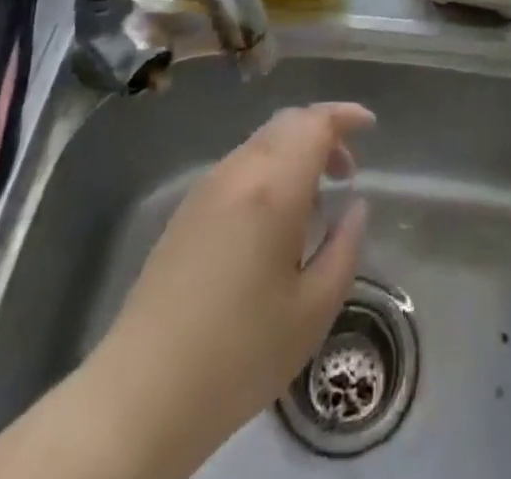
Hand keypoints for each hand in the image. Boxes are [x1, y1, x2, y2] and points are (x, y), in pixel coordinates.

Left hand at [83, 103, 373, 478]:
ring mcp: (207, 188)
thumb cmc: (239, 354)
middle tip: (347, 171)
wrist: (140, 394)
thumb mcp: (312, 311)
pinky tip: (275, 219)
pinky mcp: (186, 210)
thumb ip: (344, 249)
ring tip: (314, 199)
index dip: (345, 115)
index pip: (315, 123)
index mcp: (274, 187)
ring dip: (295, 152)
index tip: (370, 125)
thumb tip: (355, 207)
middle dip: (323, 132)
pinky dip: (269, 169)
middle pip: (287, 123)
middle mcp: (239, 171)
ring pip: (262, 143)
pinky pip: (239, 166)